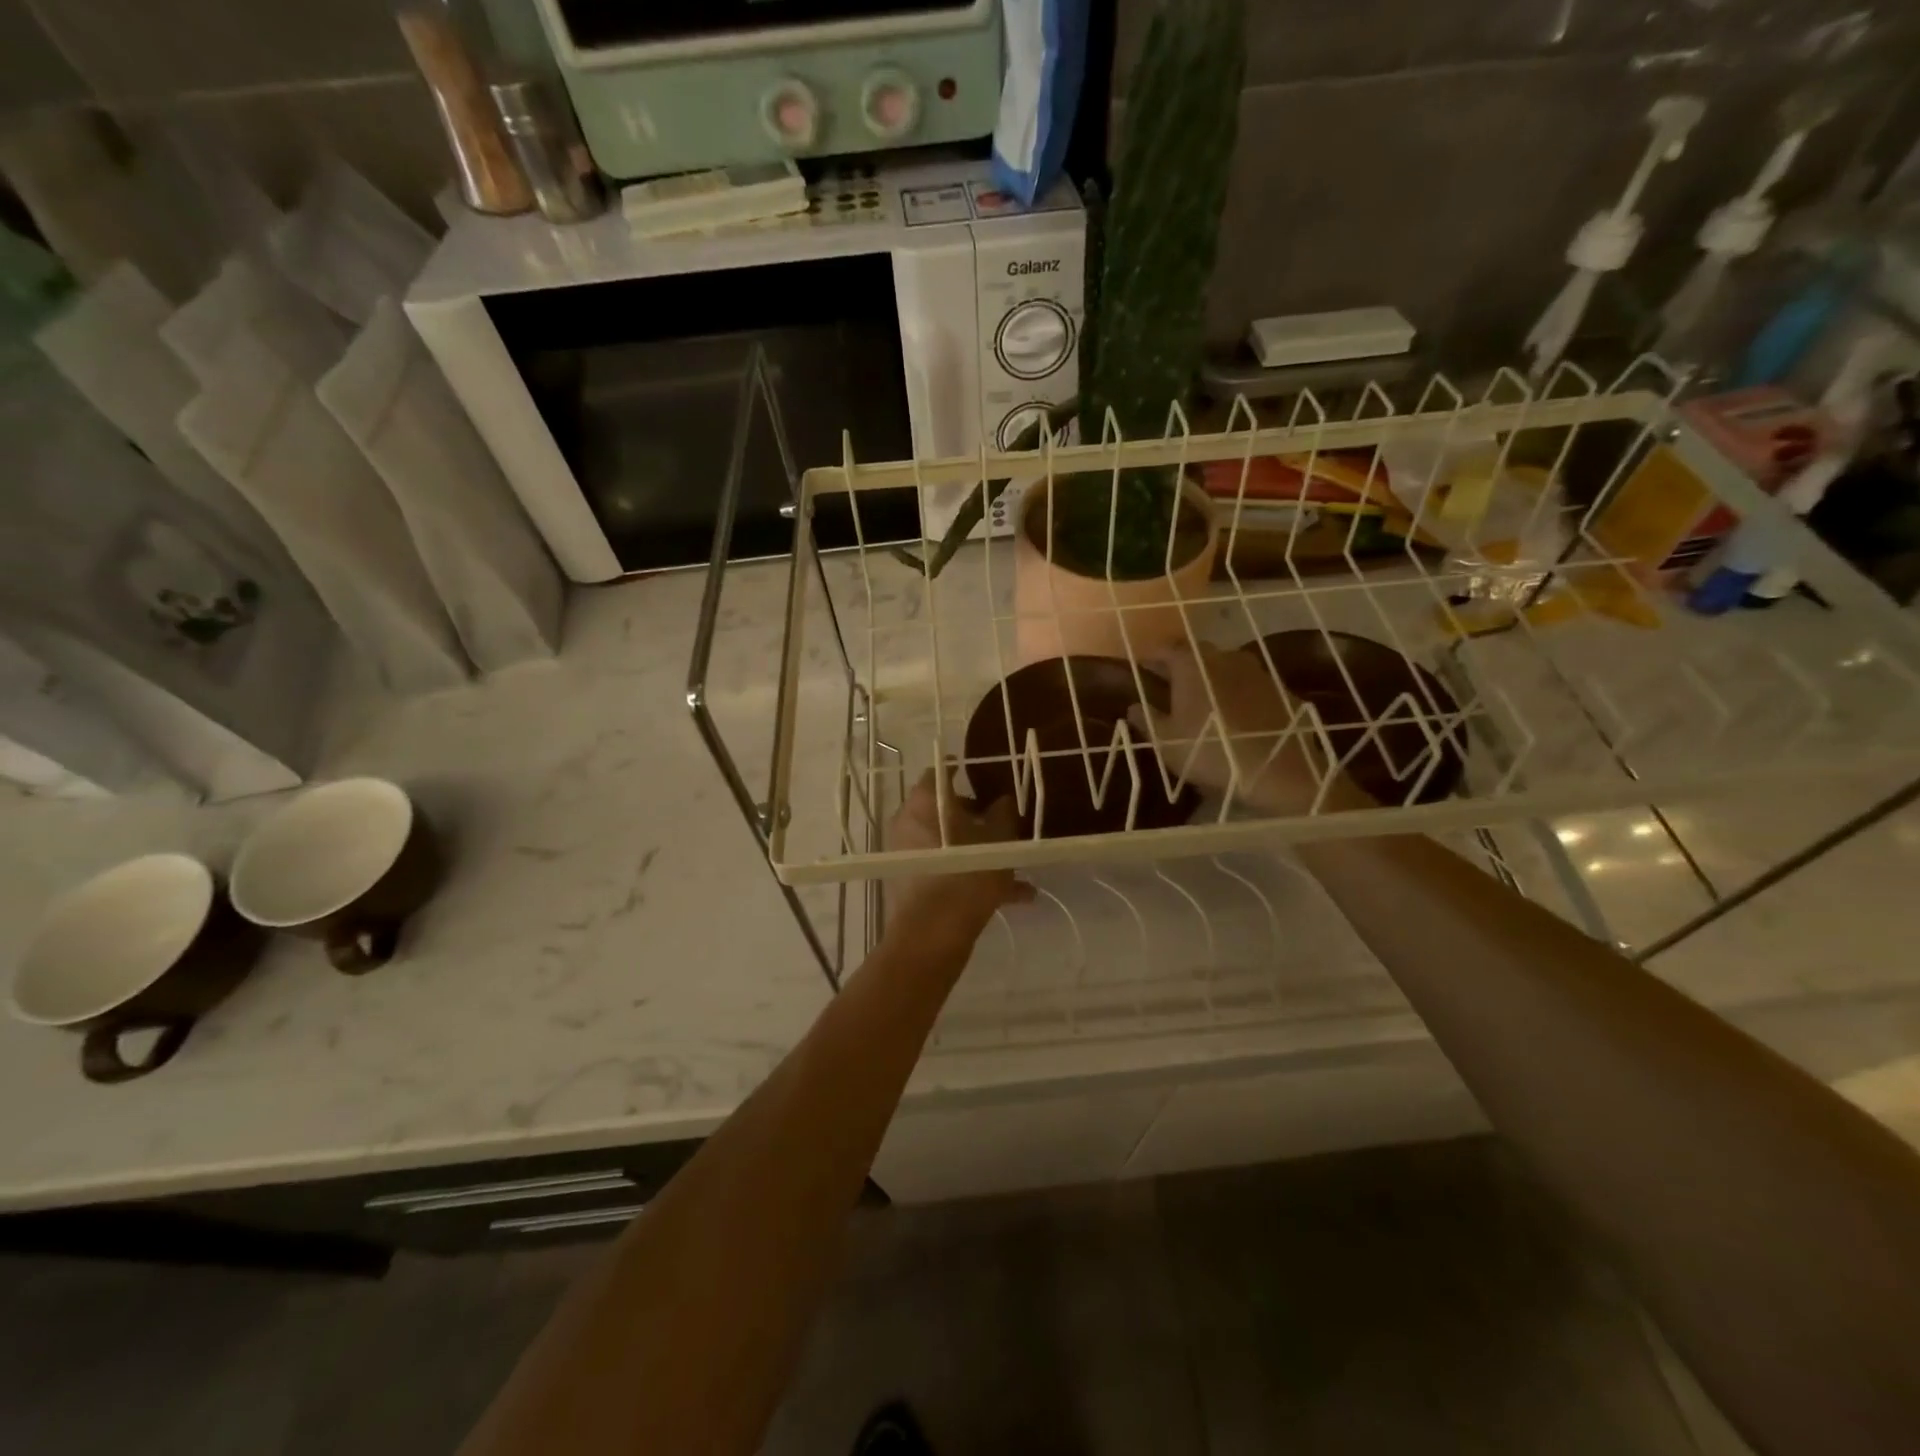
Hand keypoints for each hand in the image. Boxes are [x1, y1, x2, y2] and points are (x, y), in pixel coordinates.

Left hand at [884, 769, 1033, 945]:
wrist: (933, 934)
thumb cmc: (968, 873)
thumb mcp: (999, 841)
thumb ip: (1003, 815)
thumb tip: (1003, 801)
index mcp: (925, 801)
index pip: (941, 772)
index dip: (962, 773)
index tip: (983, 780)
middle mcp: (907, 821)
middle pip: (943, 810)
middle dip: (974, 818)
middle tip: (1001, 825)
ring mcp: (904, 852)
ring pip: (947, 843)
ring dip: (977, 851)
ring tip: (1014, 868)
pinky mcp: (906, 881)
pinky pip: (943, 869)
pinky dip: (969, 875)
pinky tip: (1012, 897)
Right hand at [1126, 641, 1365, 814]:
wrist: (1280, 770)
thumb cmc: (1211, 752)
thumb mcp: (1166, 743)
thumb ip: (1147, 720)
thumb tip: (1133, 706)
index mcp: (1192, 664)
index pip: (1166, 648)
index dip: (1152, 657)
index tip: (1143, 669)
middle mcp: (1225, 657)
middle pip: (1198, 653)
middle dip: (1183, 666)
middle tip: (1172, 687)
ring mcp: (1258, 671)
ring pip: (1227, 668)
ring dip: (1214, 679)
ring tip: (1206, 703)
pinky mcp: (1282, 690)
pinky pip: (1252, 686)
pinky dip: (1240, 694)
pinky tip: (1238, 717)